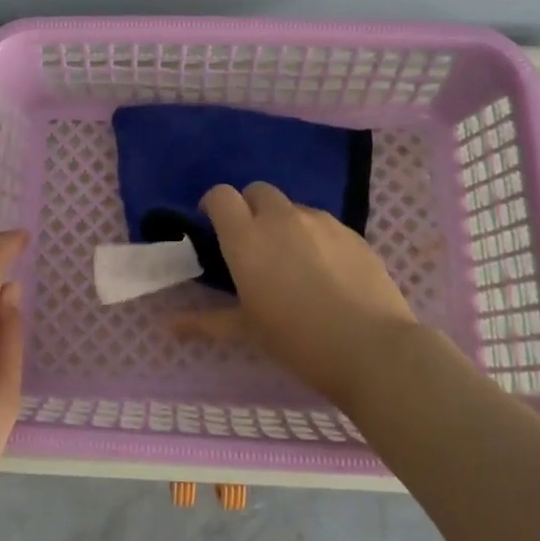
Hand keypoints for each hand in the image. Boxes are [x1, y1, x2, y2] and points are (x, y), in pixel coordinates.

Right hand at [172, 182, 423, 407]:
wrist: (373, 349)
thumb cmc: (298, 341)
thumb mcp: (247, 332)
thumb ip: (205, 322)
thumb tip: (167, 326)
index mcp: (247, 238)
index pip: (221, 196)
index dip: (214, 205)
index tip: (214, 226)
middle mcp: (280, 219)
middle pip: (257, 191)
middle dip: (249, 208)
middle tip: (253, 244)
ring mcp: (321, 222)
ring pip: (293, 207)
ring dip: (283, 223)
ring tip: (292, 261)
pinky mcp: (352, 233)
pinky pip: (324, 224)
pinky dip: (315, 236)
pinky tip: (326, 271)